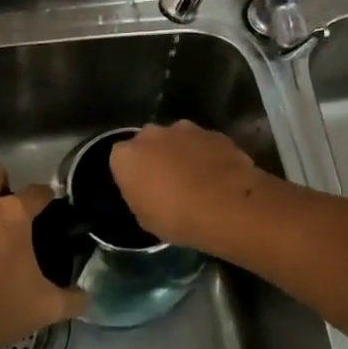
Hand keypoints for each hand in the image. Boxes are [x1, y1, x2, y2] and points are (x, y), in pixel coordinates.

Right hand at [108, 121, 265, 251]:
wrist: (227, 208)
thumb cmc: (176, 219)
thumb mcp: (145, 218)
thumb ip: (139, 194)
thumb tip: (146, 190)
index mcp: (127, 155)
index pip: (120, 159)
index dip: (131, 174)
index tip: (142, 189)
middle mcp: (152, 134)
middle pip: (148, 142)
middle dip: (155, 156)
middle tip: (167, 181)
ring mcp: (185, 129)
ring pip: (177, 139)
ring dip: (182, 153)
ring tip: (196, 178)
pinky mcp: (214, 133)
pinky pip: (204, 143)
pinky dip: (207, 155)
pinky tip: (217, 176)